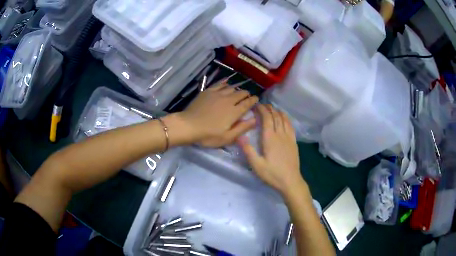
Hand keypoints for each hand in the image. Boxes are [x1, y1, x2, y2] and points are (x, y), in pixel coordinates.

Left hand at [178, 82, 257, 147]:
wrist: (188, 125)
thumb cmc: (208, 135)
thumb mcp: (227, 137)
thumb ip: (242, 128)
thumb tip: (255, 119)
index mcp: (234, 112)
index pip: (247, 103)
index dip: (253, 100)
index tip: (256, 99)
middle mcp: (228, 100)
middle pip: (241, 93)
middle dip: (246, 94)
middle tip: (247, 97)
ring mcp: (218, 94)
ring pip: (231, 87)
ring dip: (237, 89)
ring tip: (238, 92)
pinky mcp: (208, 91)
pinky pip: (220, 84)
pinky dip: (225, 83)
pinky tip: (226, 83)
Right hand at [238, 104, 304, 194]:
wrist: (290, 181)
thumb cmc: (272, 174)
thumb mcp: (256, 165)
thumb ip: (248, 150)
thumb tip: (239, 136)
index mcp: (270, 138)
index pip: (267, 118)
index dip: (262, 109)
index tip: (256, 105)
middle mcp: (280, 134)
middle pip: (276, 116)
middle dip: (269, 108)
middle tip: (262, 105)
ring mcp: (289, 137)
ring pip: (284, 119)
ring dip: (278, 111)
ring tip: (272, 108)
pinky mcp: (294, 142)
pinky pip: (290, 125)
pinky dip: (286, 118)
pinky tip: (284, 118)